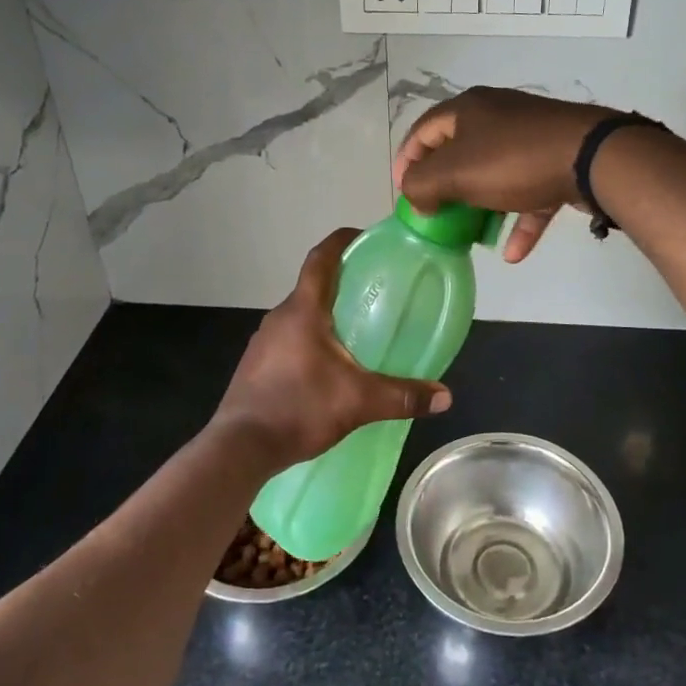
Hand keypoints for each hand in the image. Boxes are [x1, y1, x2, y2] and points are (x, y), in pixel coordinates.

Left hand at [214, 228, 452, 470]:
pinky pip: (289, 339)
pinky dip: (311, 340)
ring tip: (357, 329)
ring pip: (300, 315)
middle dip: (342, 283)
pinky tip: (328, 367)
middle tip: (375, 291)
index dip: (342, 241)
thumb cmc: (299, 409)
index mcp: (303, 310)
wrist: (240, 448)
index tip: (364, 238)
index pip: (321, 259)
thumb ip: (402, 396)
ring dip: (326, 314)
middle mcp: (279, 317)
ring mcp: (263, 341)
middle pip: (313, 286)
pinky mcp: (256, 364)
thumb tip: (445, 397)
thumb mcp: (358, 402)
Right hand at [393, 87, 616, 261]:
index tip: (403, 194)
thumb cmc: (513, 160)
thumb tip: (416, 197)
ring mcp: (530, 139)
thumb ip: (422, 185)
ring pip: (495, 175)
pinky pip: (529, 194)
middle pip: (459, 153)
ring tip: (472, 237)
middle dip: (446, 188)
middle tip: (437, 216)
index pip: (423, 130)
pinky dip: (519, 220)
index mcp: (468, 109)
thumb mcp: (455, 172)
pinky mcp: (556, 162)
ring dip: (482, 208)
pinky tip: (513, 253)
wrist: (592, 157)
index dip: (407, 161)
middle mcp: (498, 117)